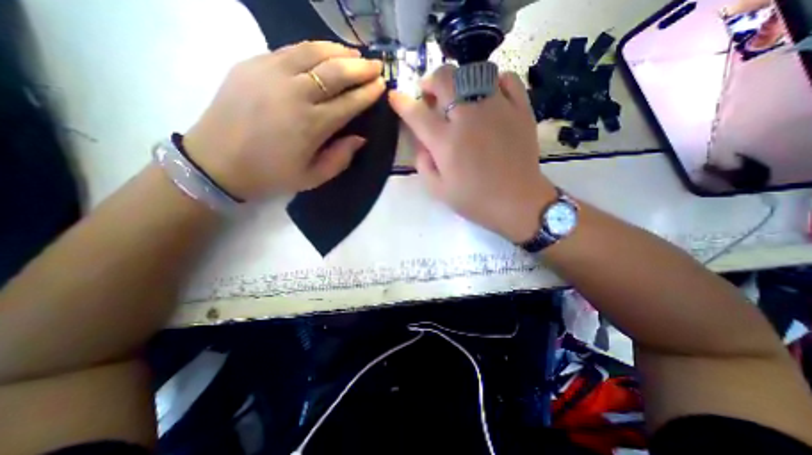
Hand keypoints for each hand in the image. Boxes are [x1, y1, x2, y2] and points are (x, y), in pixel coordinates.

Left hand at [184, 40, 385, 200]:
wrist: (217, 161)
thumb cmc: (271, 174)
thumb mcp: (313, 177)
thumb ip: (341, 158)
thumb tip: (360, 138)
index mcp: (311, 125)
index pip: (349, 102)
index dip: (368, 93)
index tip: (382, 85)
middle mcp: (295, 94)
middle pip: (335, 72)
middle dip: (360, 67)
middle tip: (376, 65)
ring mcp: (271, 73)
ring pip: (313, 52)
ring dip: (339, 51)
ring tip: (355, 55)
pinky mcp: (252, 63)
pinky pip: (290, 49)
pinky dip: (313, 48)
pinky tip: (324, 52)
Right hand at [388, 64, 555, 242]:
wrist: (517, 203)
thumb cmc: (475, 200)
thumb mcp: (438, 190)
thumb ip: (423, 163)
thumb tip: (422, 143)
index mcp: (446, 141)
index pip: (417, 113)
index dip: (402, 102)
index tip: (396, 97)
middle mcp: (469, 118)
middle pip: (445, 80)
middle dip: (431, 81)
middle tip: (429, 94)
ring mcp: (497, 109)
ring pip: (475, 73)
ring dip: (460, 80)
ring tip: (459, 95)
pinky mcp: (520, 110)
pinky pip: (508, 79)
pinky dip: (495, 81)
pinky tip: (489, 95)